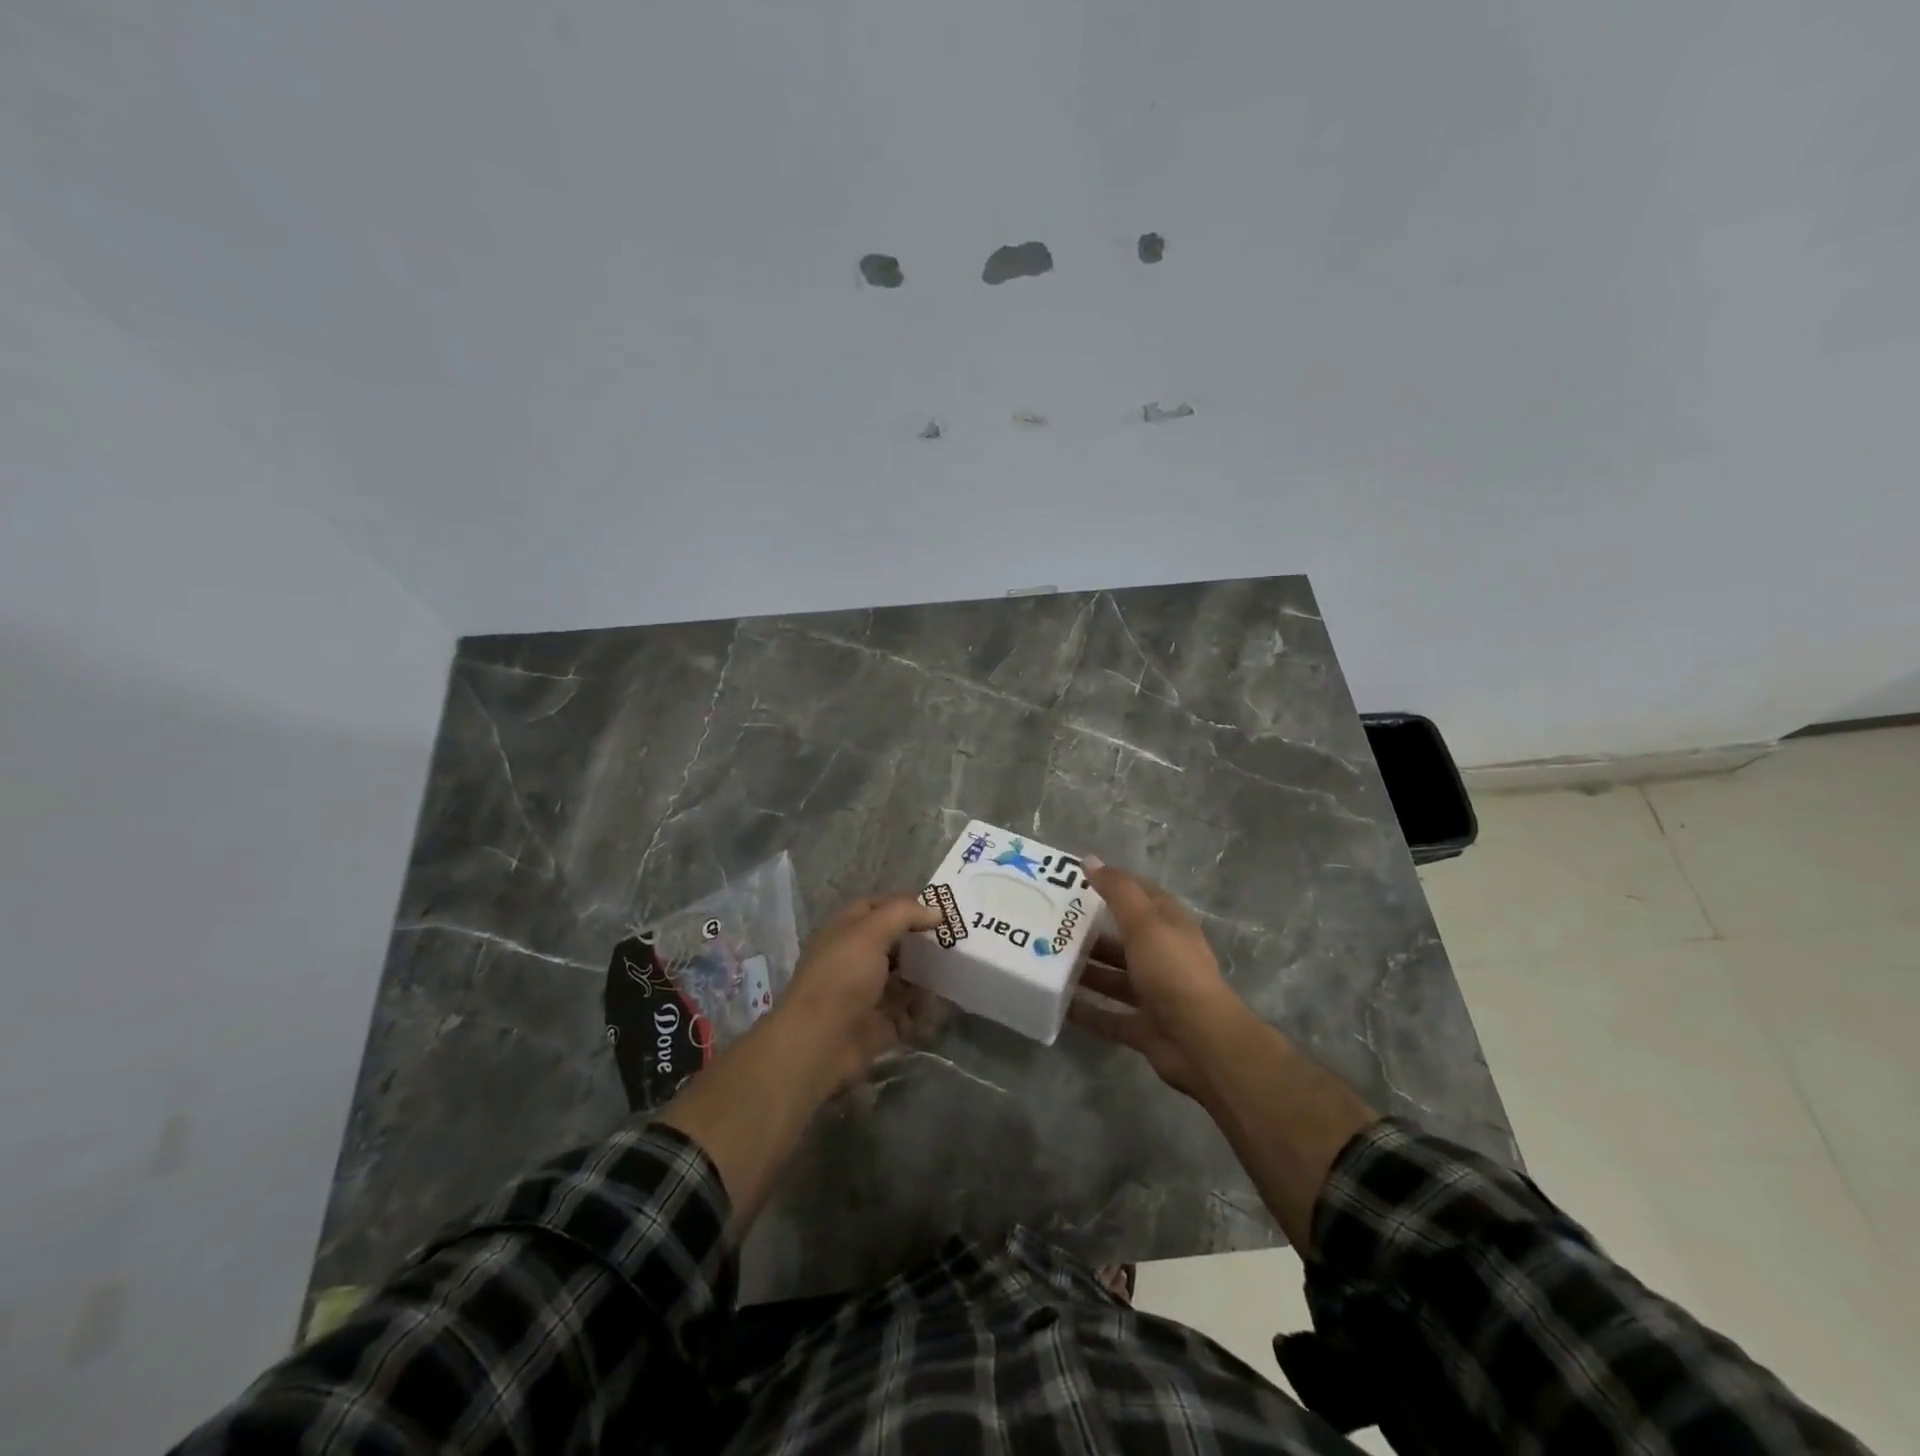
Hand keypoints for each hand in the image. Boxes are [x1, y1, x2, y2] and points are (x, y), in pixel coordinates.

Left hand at [774, 894, 941, 1088]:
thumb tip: (936, 911)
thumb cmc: (842, 977)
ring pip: (903, 977)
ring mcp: (867, 993)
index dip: (904, 904)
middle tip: (955, 936)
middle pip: (893, 943)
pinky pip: (908, 1012)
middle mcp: (854, 959)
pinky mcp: (879, 1023)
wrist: (820, 1042)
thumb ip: (904, 914)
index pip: (875, 907)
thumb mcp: (870, 932)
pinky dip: (925, 1008)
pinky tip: (947, 1000)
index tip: (938, 908)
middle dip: (921, 940)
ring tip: (957, 966)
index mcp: (845, 931)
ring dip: (926, 974)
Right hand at [1069, 862, 1241, 1099]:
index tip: (1076, 880)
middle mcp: (1163, 956)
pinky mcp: (1143, 1026)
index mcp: (1170, 926)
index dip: (1114, 884)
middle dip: (1091, 932)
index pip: (1141, 895)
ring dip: (1086, 971)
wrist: (1200, 1041)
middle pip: (1123, 939)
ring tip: (1047, 962)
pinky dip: (1087, 1010)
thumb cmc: (1172, 970)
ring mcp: (1154, 994)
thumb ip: (1117, 891)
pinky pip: (1108, 1015)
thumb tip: (1090, 860)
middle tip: (1051, 925)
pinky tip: (1058, 1004)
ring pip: (1113, 977)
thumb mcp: (1144, 923)